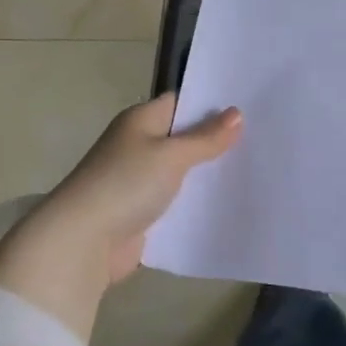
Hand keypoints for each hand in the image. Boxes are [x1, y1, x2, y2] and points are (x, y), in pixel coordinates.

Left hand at [0, 94, 241, 341]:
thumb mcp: (171, 155)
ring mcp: (140, 181)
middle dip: (216, 141)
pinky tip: (229, 203)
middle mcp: (139, 145)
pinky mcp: (143, 213)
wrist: (83, 242)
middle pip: (184, 138)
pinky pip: (177, 202)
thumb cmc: (125, 184)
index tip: (250, 107)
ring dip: (209, 174)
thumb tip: (236, 114)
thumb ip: (205, 138)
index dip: (212, 104)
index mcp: (141, 121)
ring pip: (183, 172)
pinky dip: (197, 203)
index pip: (181, 102)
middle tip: (263, 139)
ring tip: (256, 169)